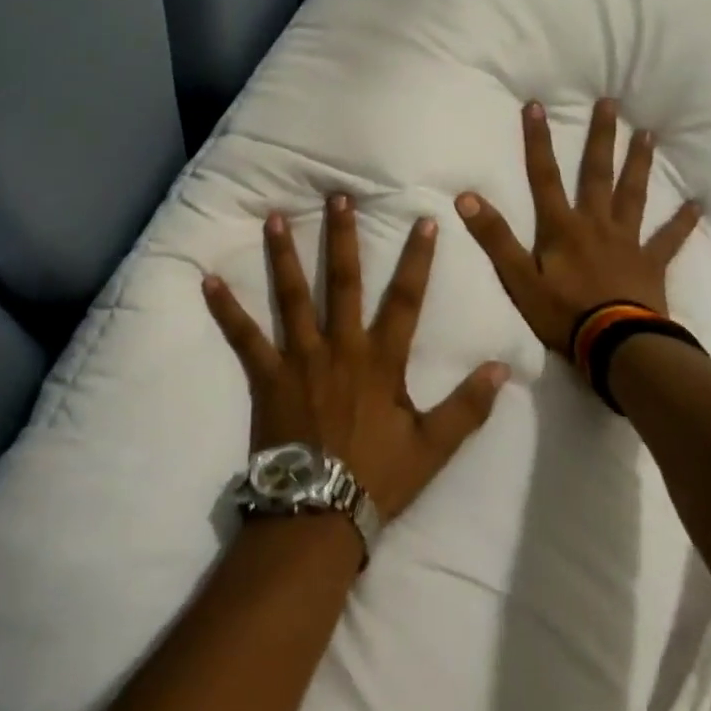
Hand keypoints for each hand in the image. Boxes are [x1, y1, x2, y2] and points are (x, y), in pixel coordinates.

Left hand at [202, 195, 507, 522]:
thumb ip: (468, 406)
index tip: (425, 221)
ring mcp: (300, 359)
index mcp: (381, 359)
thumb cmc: (378, 477)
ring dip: (284, 256)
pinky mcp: (267, 376)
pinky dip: (226, 309)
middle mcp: (340, 347)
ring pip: (292, 297)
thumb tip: (503, 367)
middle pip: (342, 282)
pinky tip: (208, 280)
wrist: (319, 513)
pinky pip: (243, 337)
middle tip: (337, 197)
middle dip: (342, 237)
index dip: (417, 259)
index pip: (406, 299)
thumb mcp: (434, 446)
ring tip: (275, 218)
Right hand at [456, 98, 701, 357]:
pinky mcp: (651, 263)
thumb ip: (494, 238)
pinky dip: (682, 222)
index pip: (544, 176)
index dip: (538, 141)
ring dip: (638, 164)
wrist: (616, 345)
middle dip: (600, 138)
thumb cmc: (564, 313)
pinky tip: (696, 204)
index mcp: (562, 227)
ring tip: (648, 135)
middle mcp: (596, 223)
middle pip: (597, 174)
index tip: (537, 105)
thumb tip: (466, 197)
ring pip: (633, 195)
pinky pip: (669, 239)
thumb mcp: (519, 278)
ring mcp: (627, 241)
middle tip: (611, 103)